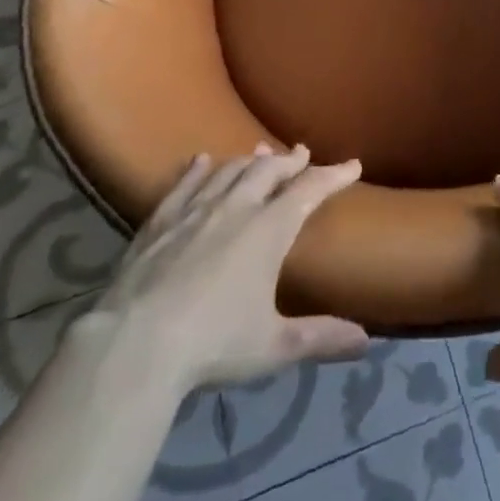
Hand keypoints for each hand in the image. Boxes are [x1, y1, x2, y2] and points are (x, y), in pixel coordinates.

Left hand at [79, 144, 369, 391]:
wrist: (133, 346)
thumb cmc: (212, 344)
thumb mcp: (273, 347)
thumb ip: (320, 338)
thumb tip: (366, 342)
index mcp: (269, 230)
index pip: (309, 190)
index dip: (333, 176)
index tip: (352, 165)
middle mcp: (236, 208)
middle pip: (268, 171)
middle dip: (289, 161)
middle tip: (302, 153)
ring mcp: (194, 211)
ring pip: (229, 171)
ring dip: (249, 160)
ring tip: (261, 153)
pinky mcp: (159, 222)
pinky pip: (184, 184)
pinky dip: (197, 169)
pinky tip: (201, 161)